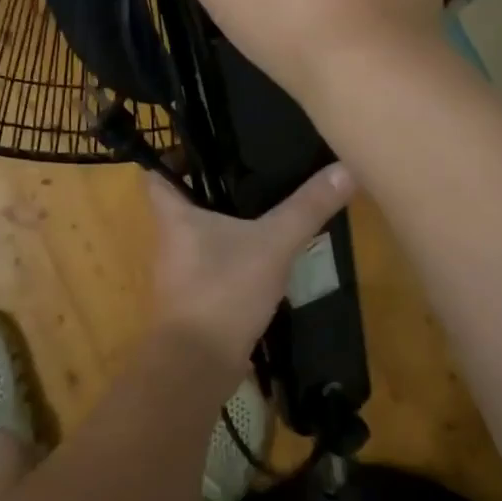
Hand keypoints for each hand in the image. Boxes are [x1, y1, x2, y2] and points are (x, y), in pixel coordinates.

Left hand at [147, 164, 355, 368]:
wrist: (198, 365)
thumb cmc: (222, 290)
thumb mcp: (273, 243)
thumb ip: (308, 208)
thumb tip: (346, 168)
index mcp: (172, 214)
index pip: (155, 170)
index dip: (171, 151)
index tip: (201, 135)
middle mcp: (169, 237)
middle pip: (182, 197)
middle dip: (209, 179)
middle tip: (246, 157)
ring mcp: (181, 269)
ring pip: (200, 230)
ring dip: (225, 215)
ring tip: (262, 192)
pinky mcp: (197, 294)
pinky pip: (214, 259)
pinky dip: (234, 248)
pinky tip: (264, 244)